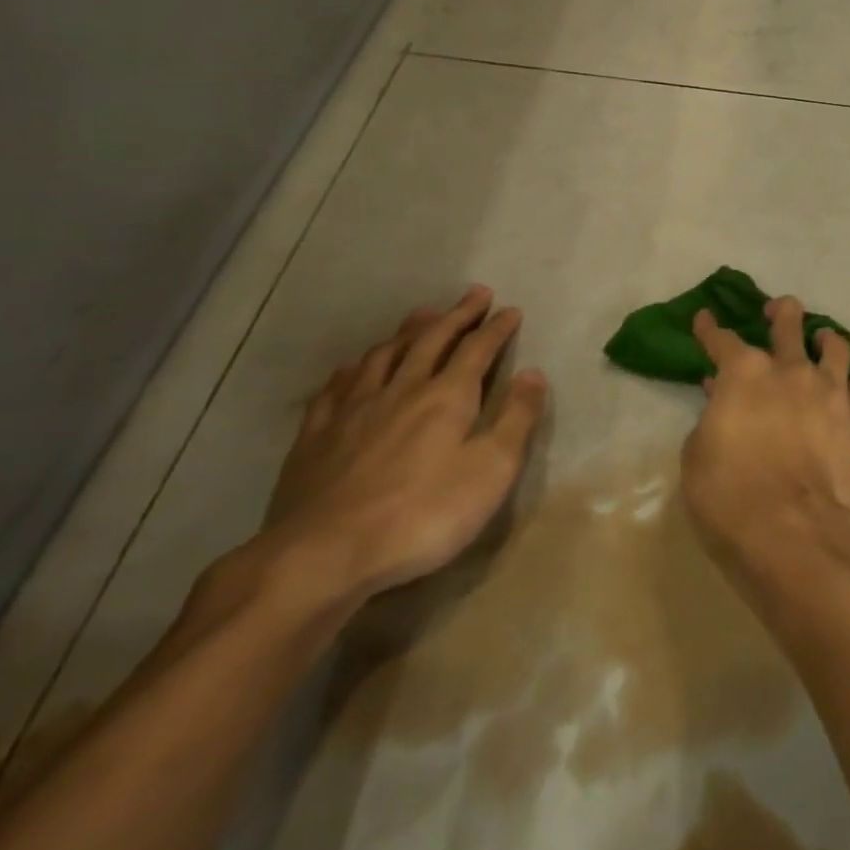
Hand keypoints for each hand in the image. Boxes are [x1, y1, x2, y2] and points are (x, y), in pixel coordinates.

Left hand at [260, 287, 546, 605]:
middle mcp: (402, 389)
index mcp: (447, 396)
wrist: (322, 556)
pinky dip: (354, 368)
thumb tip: (534, 373)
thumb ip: (516, 418)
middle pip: (432, 340)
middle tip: (474, 294)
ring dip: (408, 331)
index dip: (496, 328)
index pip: (477, 349)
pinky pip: (336, 387)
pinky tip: (356, 366)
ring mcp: (353, 410)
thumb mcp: (491, 470)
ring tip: (422, 316)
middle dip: (457, 315)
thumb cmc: (422, 515)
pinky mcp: (315, 436)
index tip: (510, 310)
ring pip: (384, 355)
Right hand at [681, 295, 849, 576]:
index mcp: (744, 373)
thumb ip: (711, 418)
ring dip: (825, 339)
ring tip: (821, 340)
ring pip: (834, 347)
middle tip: (775, 310)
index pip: (722, 340)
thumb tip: (721, 398)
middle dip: (779, 311)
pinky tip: (847, 389)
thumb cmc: (728, 494)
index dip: (710, 329)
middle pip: (788, 323)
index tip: (705, 319)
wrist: (791, 531)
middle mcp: (789, 370)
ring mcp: (827, 392)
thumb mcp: (698, 455)